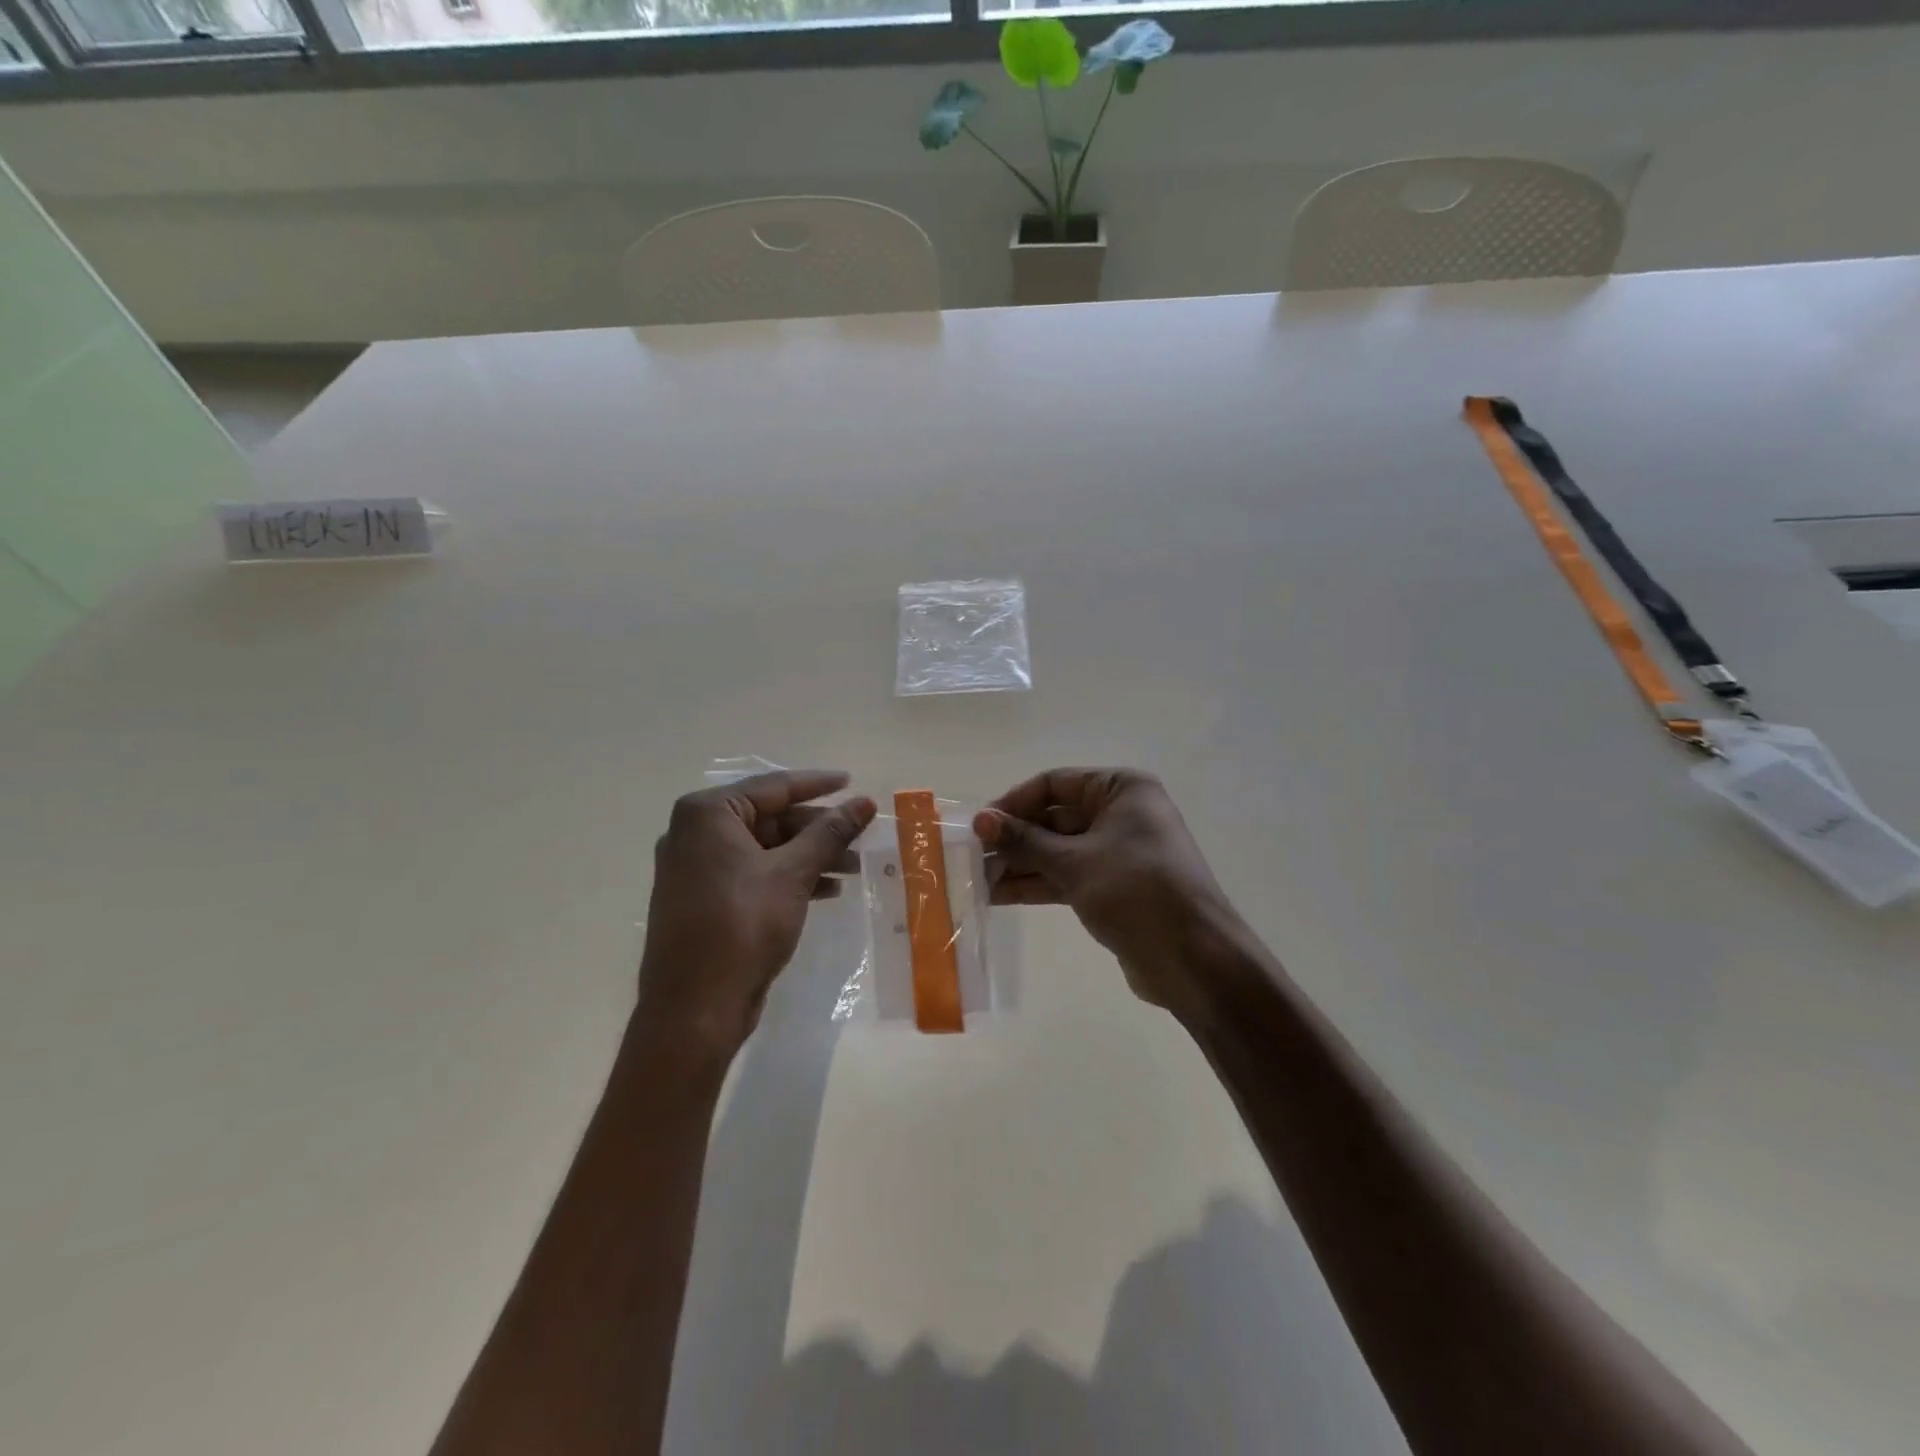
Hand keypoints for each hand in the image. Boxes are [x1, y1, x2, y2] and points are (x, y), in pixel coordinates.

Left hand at [638, 770, 875, 1056]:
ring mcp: (696, 869)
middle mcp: (695, 834)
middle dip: (818, 829)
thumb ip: (830, 833)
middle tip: (861, 835)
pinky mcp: (704, 900)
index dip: (818, 784)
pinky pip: (753, 874)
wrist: (694, 1009)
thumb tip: (864, 802)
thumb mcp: (793, 873)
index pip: (774, 787)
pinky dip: (789, 877)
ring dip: (810, 855)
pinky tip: (826, 890)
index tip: (853, 783)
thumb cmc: (742, 926)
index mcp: (707, 814)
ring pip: (765, 848)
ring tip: (853, 867)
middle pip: (770, 817)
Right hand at [974, 768, 1242, 1019]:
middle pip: (1054, 818)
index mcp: (1121, 789)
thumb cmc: (1136, 890)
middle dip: (1014, 839)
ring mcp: (1117, 852)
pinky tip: (1000, 895)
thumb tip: (981, 820)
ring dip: (1020, 865)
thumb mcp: (1074, 861)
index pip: (1055, 784)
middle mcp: (1120, 813)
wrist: (1193, 958)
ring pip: (1058, 851)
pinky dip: (1038, 884)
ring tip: (976, 881)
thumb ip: (1025, 841)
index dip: (1014, 802)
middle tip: (971, 858)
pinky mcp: (1113, 887)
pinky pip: (1068, 876)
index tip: (979, 825)